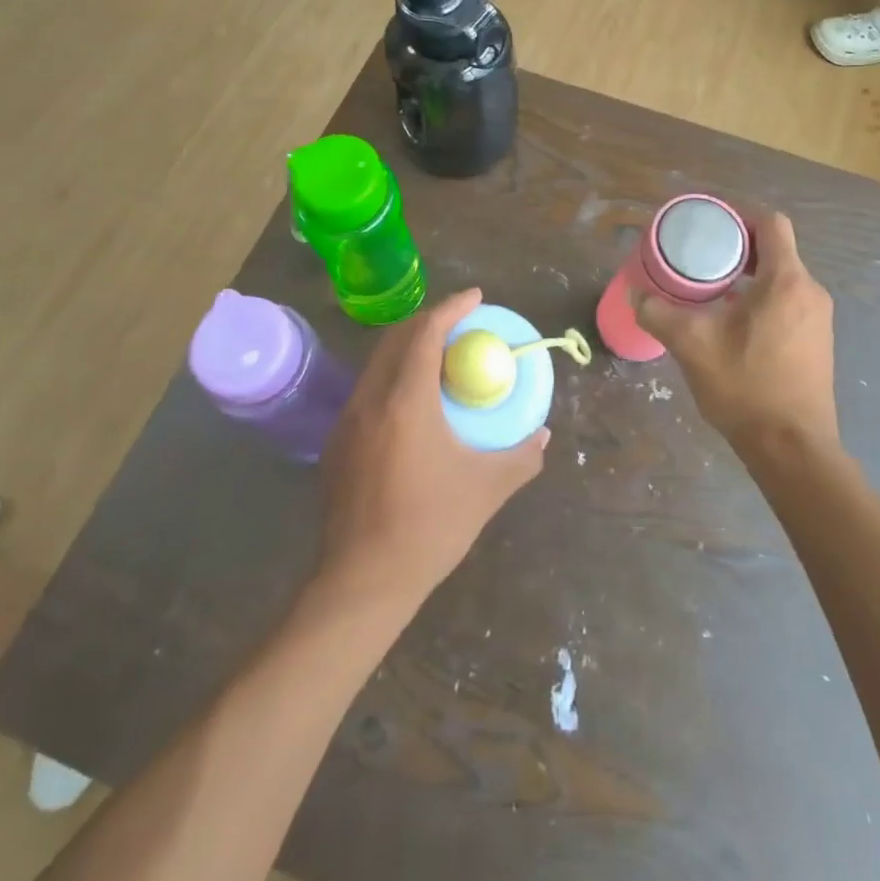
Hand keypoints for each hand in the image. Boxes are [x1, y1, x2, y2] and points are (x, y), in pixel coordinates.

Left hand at [317, 289, 548, 604]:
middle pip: (397, 338)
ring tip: (441, 357)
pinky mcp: (336, 443)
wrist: (361, 583)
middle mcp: (370, 399)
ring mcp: (347, 421)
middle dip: (429, 320)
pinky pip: (368, 389)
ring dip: (408, 347)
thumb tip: (543, 435)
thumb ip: (521, 457)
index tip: (475, 297)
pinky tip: (413, 402)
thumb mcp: (487, 489)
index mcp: (405, 401)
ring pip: (377, 362)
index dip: (451, 308)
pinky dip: (393, 375)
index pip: (426, 333)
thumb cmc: (429, 527)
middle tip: (461, 325)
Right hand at [631, 213, 838, 455]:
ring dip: (749, 277)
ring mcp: (819, 319)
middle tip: (700, 258)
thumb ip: (659, 313)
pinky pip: (789, 303)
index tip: (710, 226)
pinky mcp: (818, 343)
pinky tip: (733, 325)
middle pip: (776, 250)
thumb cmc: (746, 387)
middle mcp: (810, 292)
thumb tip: (634, 294)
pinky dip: (762, 300)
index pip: (771, 223)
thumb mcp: (692, 345)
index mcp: (786, 281)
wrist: (793, 449)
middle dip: (738, 249)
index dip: (740, 215)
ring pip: (782, 279)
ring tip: (711, 291)